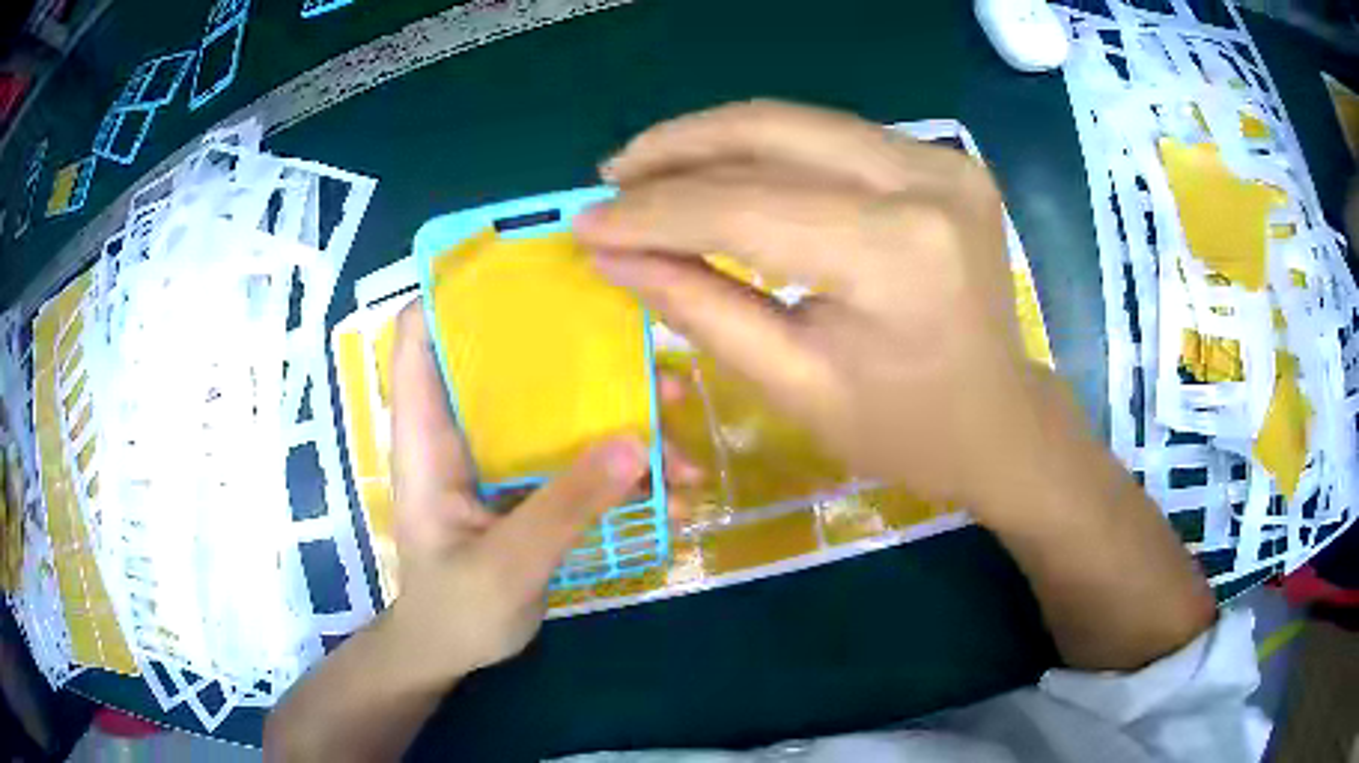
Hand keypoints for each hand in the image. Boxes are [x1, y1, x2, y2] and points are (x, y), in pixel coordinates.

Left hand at [386, 302, 652, 678]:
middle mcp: (465, 432)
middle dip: (578, 351)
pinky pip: (579, 456)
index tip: (526, 269)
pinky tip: (673, 488)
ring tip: (681, 432)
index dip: (458, 290)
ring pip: (558, 409)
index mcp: (430, 436)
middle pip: (512, 362)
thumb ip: (564, 509)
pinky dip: (624, 463)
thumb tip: (638, 443)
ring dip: (619, 412)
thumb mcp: (506, 567)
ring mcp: (502, 459)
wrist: (454, 652)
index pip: (423, 335)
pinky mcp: (532, 486)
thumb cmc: (454, 610)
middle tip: (648, 353)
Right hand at [575, 101, 1045, 512]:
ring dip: (714, 140)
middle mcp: (926, 181)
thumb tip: (612, 253)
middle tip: (612, 175)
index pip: (744, 207)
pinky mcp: (945, 159)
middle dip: (677, 150)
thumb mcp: (795, 385)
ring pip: (798, 121)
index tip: (583, 223)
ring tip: (648, 169)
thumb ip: (699, 307)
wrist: (1003, 420)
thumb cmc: (906, 431)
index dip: (652, 213)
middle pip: (771, 133)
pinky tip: (722, 169)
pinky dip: (767, 147)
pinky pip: (832, 136)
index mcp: (896, 253)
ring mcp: (943, 160)